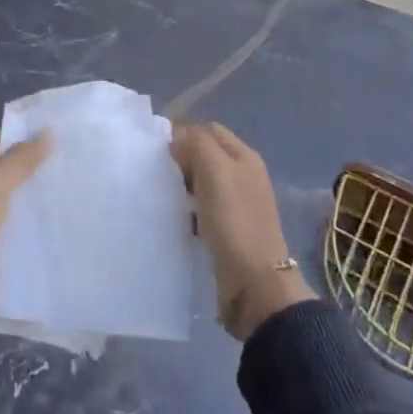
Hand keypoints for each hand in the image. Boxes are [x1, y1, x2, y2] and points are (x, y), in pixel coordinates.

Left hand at [0, 128, 49, 396]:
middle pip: (2, 173)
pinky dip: (29, 233)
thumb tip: (48, 132)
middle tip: (75, 164)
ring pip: (8, 206)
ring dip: (33, 203)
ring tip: (74, 193)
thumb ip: (18, 163)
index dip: (24, 136)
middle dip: (34, 170)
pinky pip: (10, 237)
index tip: (63, 135)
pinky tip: (59, 229)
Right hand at [172, 121, 314, 339]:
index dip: (183, 134)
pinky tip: (176, 218)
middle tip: (158, 173)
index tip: (157, 151)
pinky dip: (188, 209)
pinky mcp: (229, 229)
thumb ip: (197, 144)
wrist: (255, 284)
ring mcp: (238, 203)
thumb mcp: (215, 171)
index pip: (208, 129)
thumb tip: (177, 137)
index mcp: (244, 156)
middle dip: (181, 159)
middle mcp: (244, 175)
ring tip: (163, 195)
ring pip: (202, 182)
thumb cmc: (234, 221)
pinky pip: (202, 208)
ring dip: (183, 185)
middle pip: (206, 154)